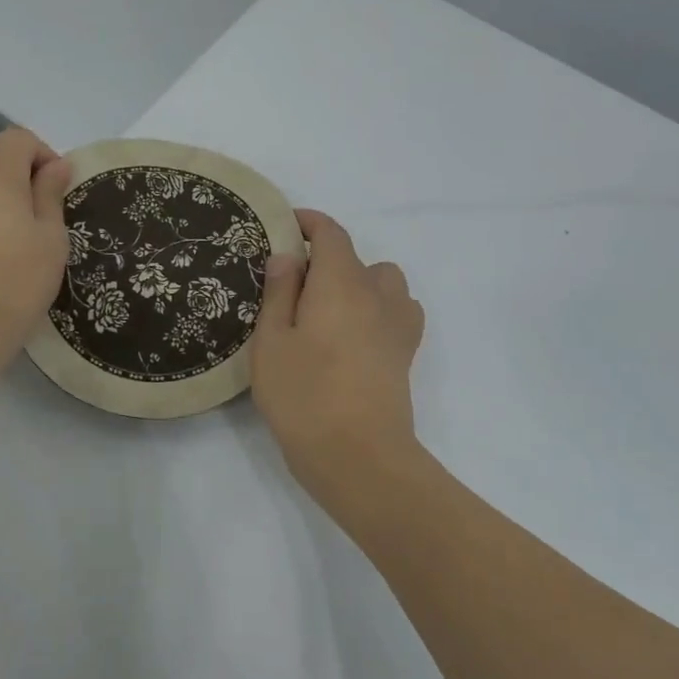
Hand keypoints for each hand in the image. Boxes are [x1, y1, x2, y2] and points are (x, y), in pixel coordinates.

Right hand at [251, 209, 425, 498]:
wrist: (359, 456)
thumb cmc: (304, 395)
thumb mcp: (272, 342)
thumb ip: (280, 293)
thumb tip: (289, 256)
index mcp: (341, 283)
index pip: (331, 234)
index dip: (309, 223)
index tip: (286, 226)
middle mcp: (377, 294)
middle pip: (356, 258)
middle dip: (326, 260)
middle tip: (293, 287)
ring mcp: (398, 325)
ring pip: (384, 282)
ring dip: (359, 283)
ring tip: (329, 310)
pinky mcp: (406, 354)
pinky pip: (399, 311)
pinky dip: (380, 309)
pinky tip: (357, 334)